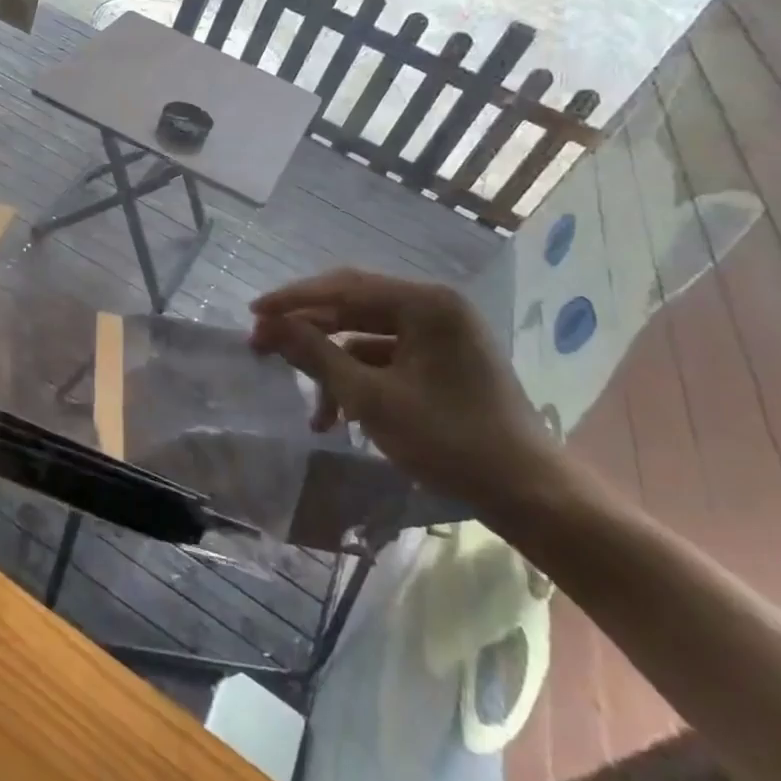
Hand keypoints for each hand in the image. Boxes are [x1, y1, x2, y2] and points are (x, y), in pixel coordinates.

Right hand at [250, 268, 563, 514]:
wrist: (528, 493)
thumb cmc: (449, 440)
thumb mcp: (370, 399)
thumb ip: (316, 355)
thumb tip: (269, 327)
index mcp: (425, 303)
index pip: (343, 287)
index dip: (293, 300)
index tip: (252, 315)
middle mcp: (434, 307)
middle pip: (353, 307)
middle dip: (307, 331)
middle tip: (263, 346)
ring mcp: (441, 334)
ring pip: (366, 337)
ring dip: (332, 366)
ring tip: (309, 406)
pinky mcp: (443, 360)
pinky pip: (387, 357)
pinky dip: (358, 379)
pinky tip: (338, 415)